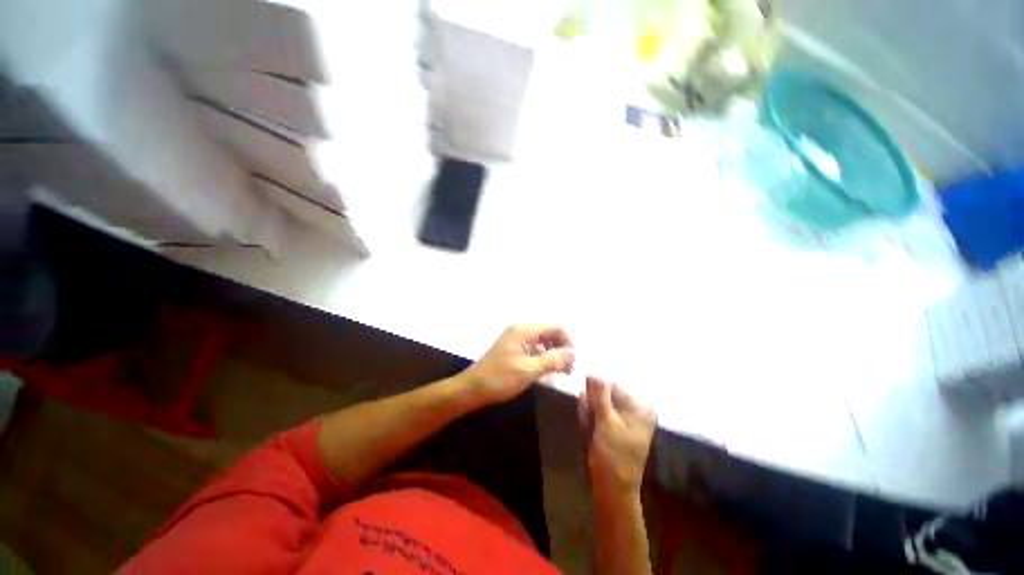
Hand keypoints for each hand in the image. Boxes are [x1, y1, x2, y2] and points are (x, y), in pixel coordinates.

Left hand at [462, 324, 574, 404]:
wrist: (473, 388)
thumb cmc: (500, 378)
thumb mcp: (529, 370)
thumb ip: (553, 360)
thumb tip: (573, 353)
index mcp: (524, 330)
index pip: (554, 327)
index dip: (567, 341)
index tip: (573, 360)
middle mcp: (520, 330)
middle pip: (548, 332)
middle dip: (561, 347)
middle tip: (568, 369)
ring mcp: (515, 338)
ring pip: (542, 340)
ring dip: (553, 353)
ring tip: (560, 372)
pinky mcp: (513, 348)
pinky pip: (533, 347)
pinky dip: (543, 357)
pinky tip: (546, 371)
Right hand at [579, 377, 654, 495]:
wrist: (613, 488)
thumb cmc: (614, 454)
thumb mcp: (606, 421)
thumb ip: (600, 395)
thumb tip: (593, 373)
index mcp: (639, 407)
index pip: (611, 386)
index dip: (596, 394)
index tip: (587, 405)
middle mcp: (633, 410)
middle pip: (603, 394)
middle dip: (591, 407)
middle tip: (590, 424)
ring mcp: (622, 419)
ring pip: (596, 404)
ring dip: (588, 415)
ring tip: (590, 432)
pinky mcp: (612, 426)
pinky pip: (596, 415)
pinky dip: (590, 422)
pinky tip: (589, 434)